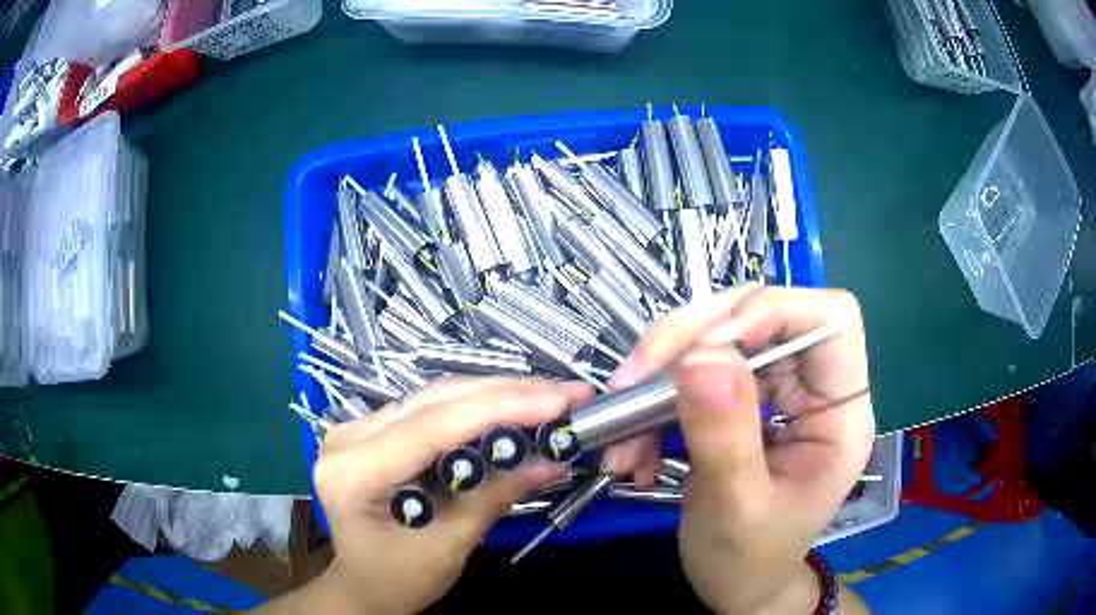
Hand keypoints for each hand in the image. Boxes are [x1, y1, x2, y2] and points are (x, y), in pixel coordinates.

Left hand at [261, 377, 592, 613]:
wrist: (362, 587)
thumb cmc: (397, 580)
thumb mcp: (449, 545)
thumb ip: (496, 496)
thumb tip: (554, 460)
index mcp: (354, 471)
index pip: (434, 425)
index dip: (502, 407)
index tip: (559, 400)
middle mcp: (347, 437)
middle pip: (435, 400)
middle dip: (506, 393)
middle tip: (565, 394)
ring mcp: (356, 429)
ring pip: (434, 397)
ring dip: (494, 396)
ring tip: (547, 399)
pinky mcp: (371, 432)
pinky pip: (428, 411)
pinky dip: (473, 410)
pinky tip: (508, 410)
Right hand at [607, 287, 873, 613]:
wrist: (738, 588)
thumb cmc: (751, 561)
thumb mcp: (736, 510)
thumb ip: (725, 436)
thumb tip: (701, 357)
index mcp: (841, 415)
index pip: (831, 318)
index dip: (772, 311)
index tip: (706, 345)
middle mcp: (814, 391)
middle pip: (763, 317)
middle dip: (693, 338)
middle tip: (636, 375)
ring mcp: (777, 395)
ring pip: (720, 342)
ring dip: (662, 380)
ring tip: (624, 434)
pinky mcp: (742, 406)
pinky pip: (694, 378)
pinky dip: (655, 409)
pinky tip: (636, 452)